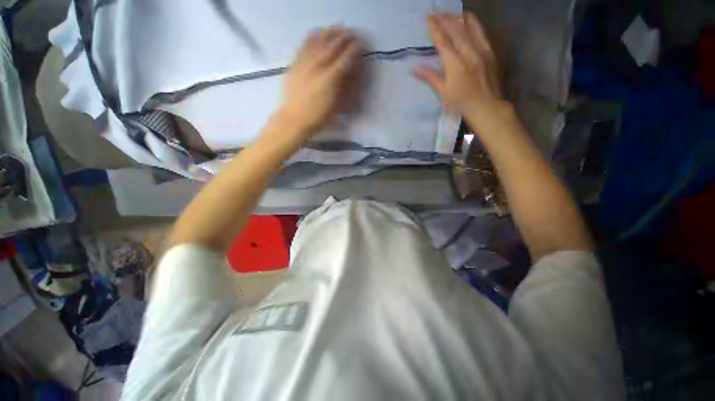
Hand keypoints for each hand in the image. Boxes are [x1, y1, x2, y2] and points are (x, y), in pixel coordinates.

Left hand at [279, 27, 364, 136]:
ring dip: (331, 33)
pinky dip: (313, 36)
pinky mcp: (295, 63)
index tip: (361, 45)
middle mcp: (319, 66)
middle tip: (352, 34)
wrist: (295, 118)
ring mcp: (306, 62)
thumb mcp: (337, 107)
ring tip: (338, 29)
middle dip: (345, 37)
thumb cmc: (319, 117)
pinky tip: (318, 32)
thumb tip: (354, 73)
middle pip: (334, 45)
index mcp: (331, 79)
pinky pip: (304, 44)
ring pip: (319, 41)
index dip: (355, 49)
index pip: (346, 58)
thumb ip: (346, 88)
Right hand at [415, 13, 507, 126]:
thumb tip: (414, 68)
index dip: (435, 29)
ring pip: (469, 27)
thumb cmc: (461, 103)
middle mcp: (468, 53)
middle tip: (436, 12)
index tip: (429, 18)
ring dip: (457, 18)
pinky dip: (473, 22)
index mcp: (455, 65)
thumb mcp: (444, 92)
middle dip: (444, 19)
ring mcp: (481, 50)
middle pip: (455, 30)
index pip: (443, 41)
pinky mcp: (489, 51)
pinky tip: (467, 18)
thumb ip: (431, 77)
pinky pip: (481, 31)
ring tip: (449, 12)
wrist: (486, 106)